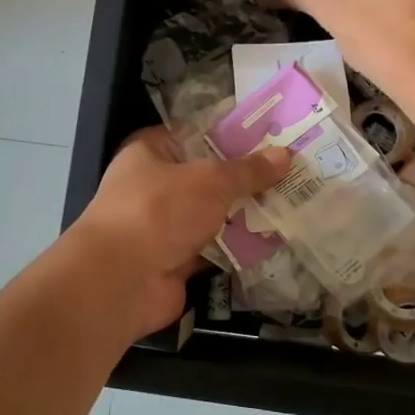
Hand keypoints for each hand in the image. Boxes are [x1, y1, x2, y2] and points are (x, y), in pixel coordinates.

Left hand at [72, 127, 290, 335]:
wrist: (120, 281)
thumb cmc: (159, 211)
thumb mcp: (210, 181)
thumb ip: (248, 170)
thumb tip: (285, 155)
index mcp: (151, 152)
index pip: (196, 133)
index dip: (232, 133)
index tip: (273, 134)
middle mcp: (155, 185)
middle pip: (208, 176)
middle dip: (247, 177)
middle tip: (294, 170)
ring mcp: (164, 226)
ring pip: (213, 213)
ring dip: (247, 213)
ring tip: (295, 201)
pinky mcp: (176, 260)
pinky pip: (216, 247)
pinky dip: (240, 246)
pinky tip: (277, 239)